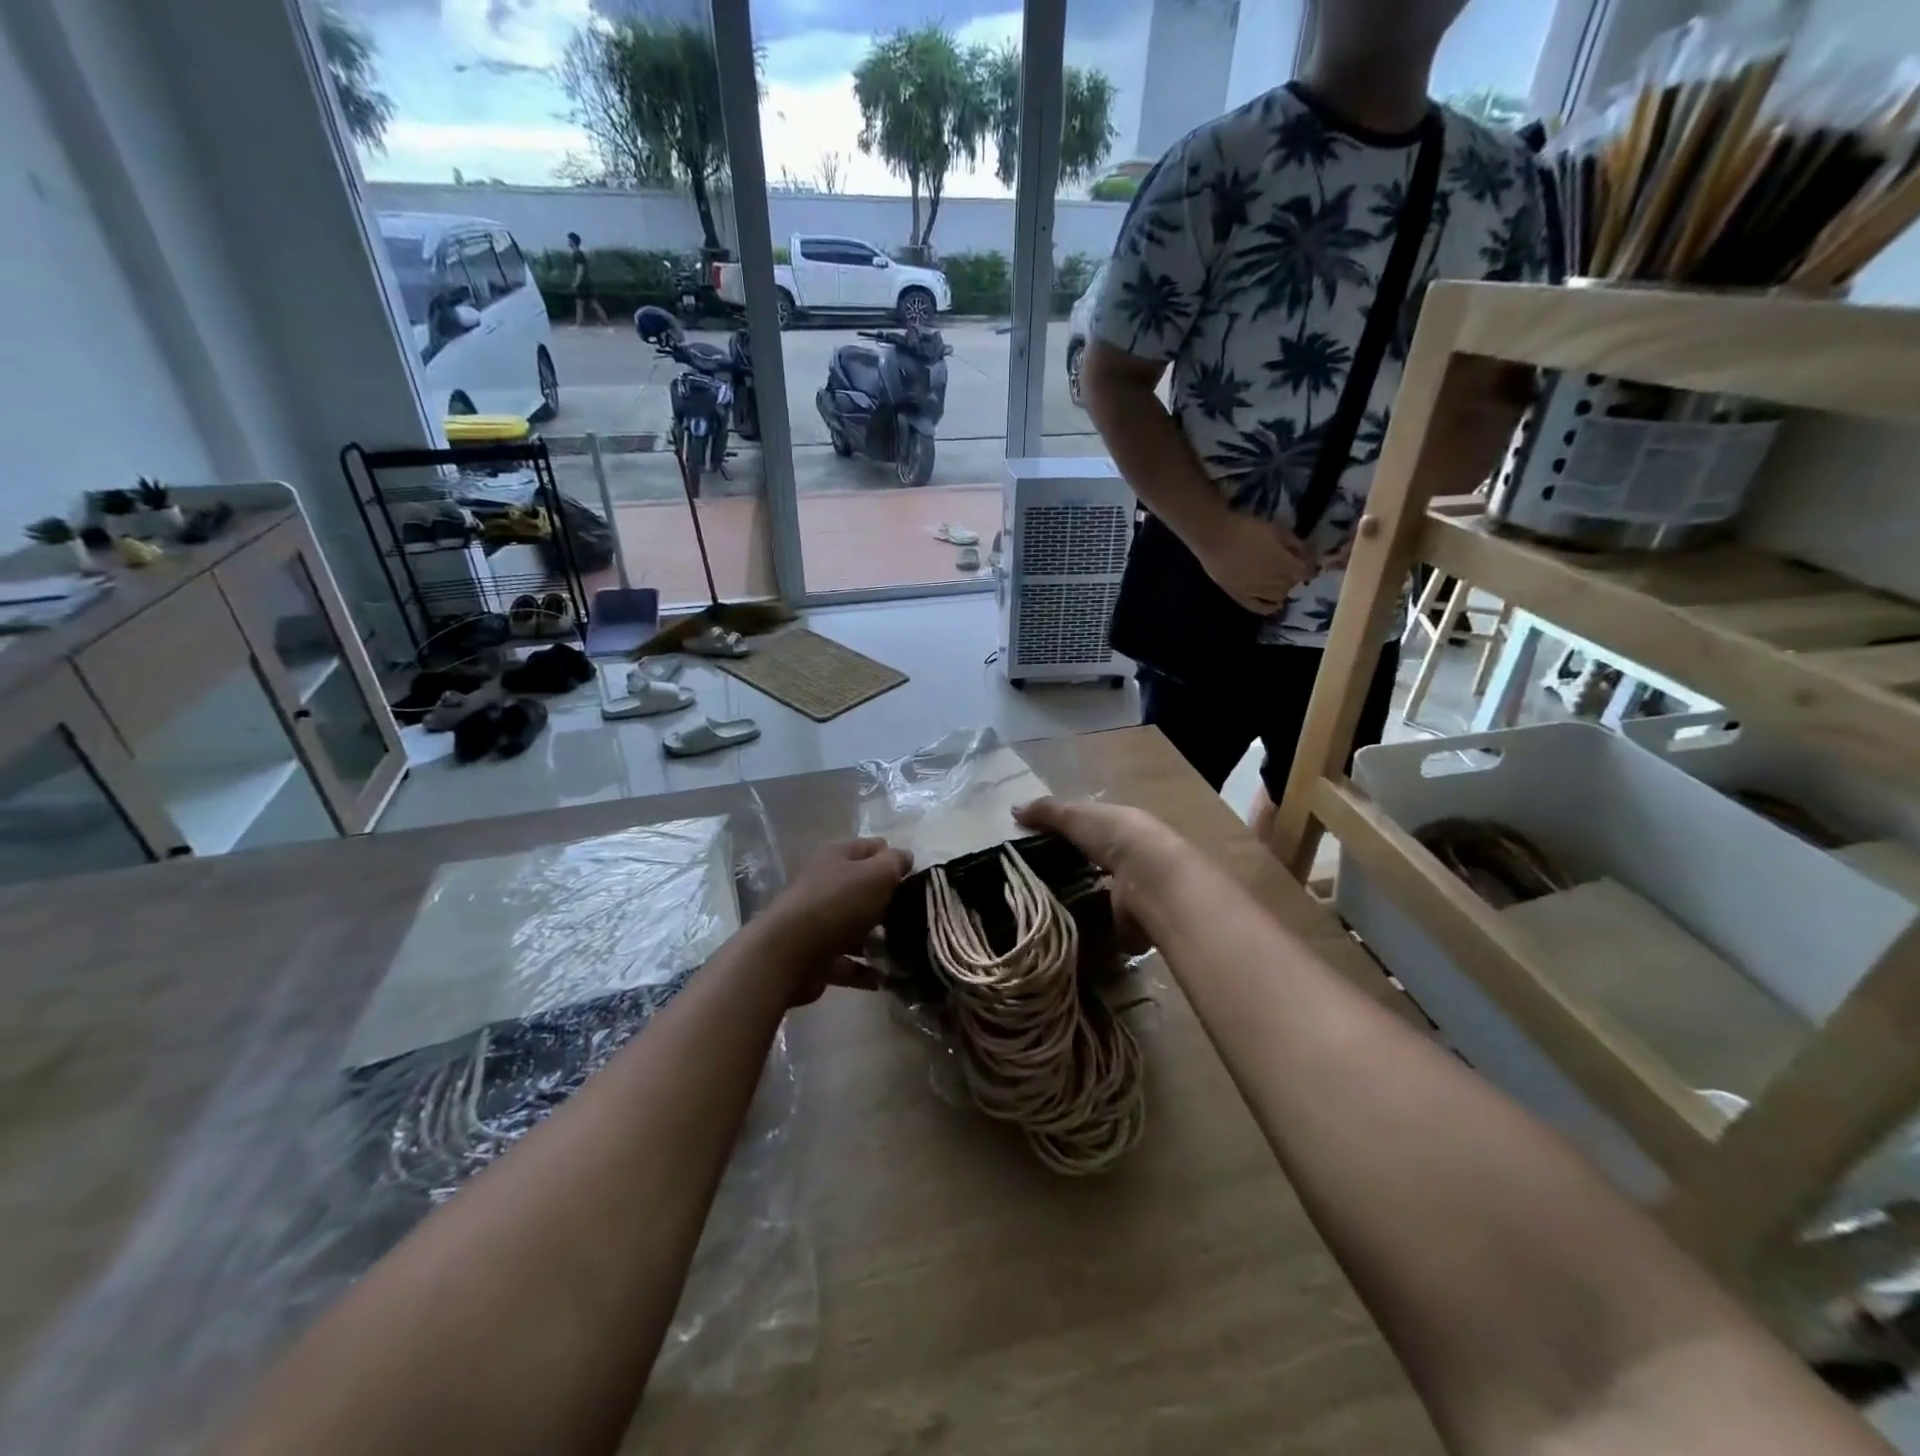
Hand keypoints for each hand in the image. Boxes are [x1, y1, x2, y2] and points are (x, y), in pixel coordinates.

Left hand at [758, 838, 911, 1003]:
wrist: (787, 955)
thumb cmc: (837, 905)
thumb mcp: (877, 874)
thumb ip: (895, 863)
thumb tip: (905, 857)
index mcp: (836, 857)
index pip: (872, 849)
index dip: (895, 860)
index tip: (918, 880)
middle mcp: (824, 885)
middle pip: (864, 889)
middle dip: (890, 903)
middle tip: (916, 918)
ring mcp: (817, 922)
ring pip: (856, 928)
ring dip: (880, 941)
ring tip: (908, 953)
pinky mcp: (815, 957)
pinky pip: (848, 962)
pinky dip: (866, 970)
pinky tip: (889, 979)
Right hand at [1014, 798, 1187, 954]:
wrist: (1152, 881)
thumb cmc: (1117, 838)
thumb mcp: (1077, 815)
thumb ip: (1047, 812)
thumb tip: (1013, 809)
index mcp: (1122, 827)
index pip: (1089, 829)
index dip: (1064, 834)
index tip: (1032, 844)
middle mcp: (1129, 859)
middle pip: (1091, 863)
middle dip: (1066, 869)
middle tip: (1028, 878)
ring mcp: (1131, 893)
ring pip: (1095, 895)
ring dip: (1074, 900)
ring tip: (1036, 906)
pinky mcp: (1128, 924)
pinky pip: (1099, 925)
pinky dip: (1082, 928)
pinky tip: (1056, 927)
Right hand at [1191, 512, 1310, 613]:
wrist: (1213, 537)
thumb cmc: (1245, 528)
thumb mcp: (1275, 528)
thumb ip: (1293, 542)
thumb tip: (1305, 553)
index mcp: (1284, 562)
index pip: (1305, 571)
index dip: (1308, 566)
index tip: (1306, 559)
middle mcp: (1273, 581)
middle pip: (1292, 584)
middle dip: (1294, 576)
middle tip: (1289, 567)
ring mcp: (1256, 591)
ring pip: (1278, 596)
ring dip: (1283, 589)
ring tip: (1279, 581)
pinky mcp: (1240, 596)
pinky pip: (1259, 607)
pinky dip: (1269, 607)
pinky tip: (1274, 603)